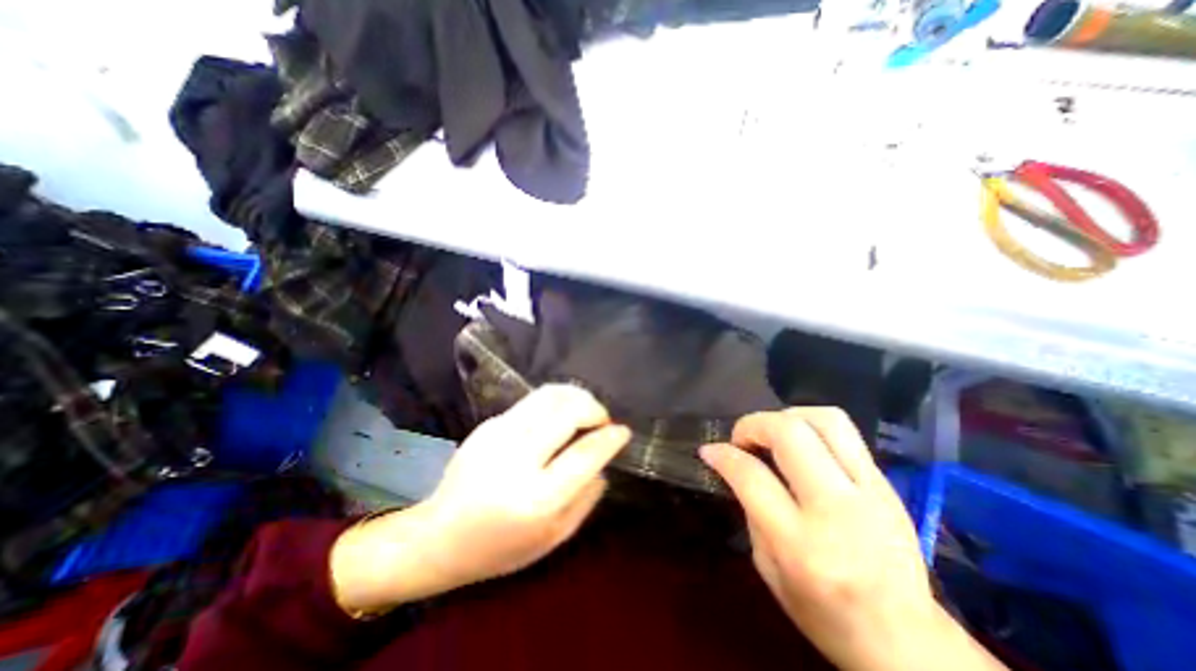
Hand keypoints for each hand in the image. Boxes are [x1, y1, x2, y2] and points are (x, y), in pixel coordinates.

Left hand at [324, 388, 625, 612]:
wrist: (439, 536)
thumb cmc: (500, 547)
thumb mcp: (553, 538)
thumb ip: (585, 498)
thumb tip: (603, 460)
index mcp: (536, 498)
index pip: (585, 453)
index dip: (610, 438)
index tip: (623, 431)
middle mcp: (516, 459)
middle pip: (567, 412)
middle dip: (594, 408)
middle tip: (602, 420)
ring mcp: (498, 435)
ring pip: (549, 395)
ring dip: (576, 396)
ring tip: (584, 410)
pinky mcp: (488, 424)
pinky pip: (532, 401)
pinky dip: (555, 401)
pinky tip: (558, 416)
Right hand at [702, 407, 1006, 670]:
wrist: (910, 644)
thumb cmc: (825, 614)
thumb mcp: (768, 569)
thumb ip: (750, 509)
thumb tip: (732, 465)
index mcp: (801, 545)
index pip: (752, 476)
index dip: (723, 455)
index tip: (710, 450)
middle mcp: (836, 510)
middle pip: (789, 434)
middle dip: (753, 424)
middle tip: (742, 439)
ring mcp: (870, 492)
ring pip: (824, 419)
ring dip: (786, 417)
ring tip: (772, 434)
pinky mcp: (887, 484)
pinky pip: (845, 432)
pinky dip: (811, 426)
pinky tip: (800, 445)